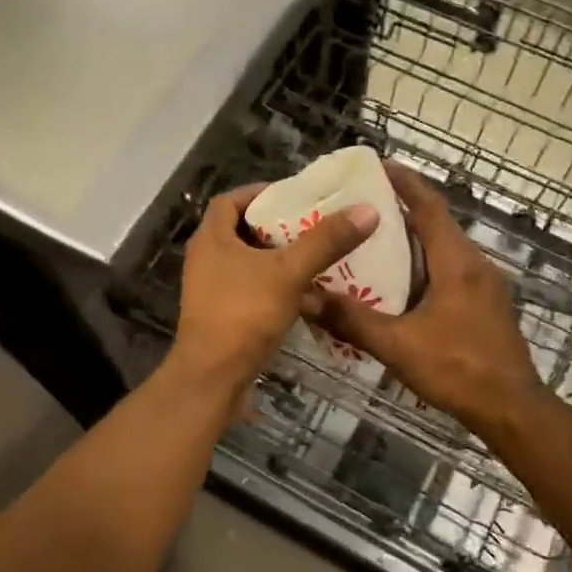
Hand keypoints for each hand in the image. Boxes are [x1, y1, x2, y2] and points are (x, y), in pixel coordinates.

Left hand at [171, 182, 376, 391]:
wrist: (213, 378)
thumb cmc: (244, 315)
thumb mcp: (289, 272)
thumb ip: (325, 241)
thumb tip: (366, 210)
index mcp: (211, 238)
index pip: (231, 200)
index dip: (260, 193)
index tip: (294, 195)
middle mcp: (205, 259)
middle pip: (240, 230)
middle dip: (276, 226)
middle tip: (313, 224)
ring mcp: (210, 289)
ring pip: (246, 262)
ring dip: (276, 257)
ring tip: (315, 255)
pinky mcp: (220, 315)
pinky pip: (249, 288)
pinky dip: (273, 284)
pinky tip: (303, 292)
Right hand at [311, 165, 547, 439]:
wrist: (512, 408)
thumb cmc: (457, 369)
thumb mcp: (397, 345)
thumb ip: (351, 320)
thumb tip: (305, 298)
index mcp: (456, 261)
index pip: (429, 206)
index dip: (405, 183)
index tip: (377, 166)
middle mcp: (474, 263)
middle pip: (436, 223)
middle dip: (401, 209)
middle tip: (361, 205)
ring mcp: (484, 284)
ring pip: (444, 248)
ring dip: (412, 238)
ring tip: (372, 240)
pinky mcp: (485, 304)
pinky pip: (450, 269)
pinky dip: (423, 263)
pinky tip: (398, 283)